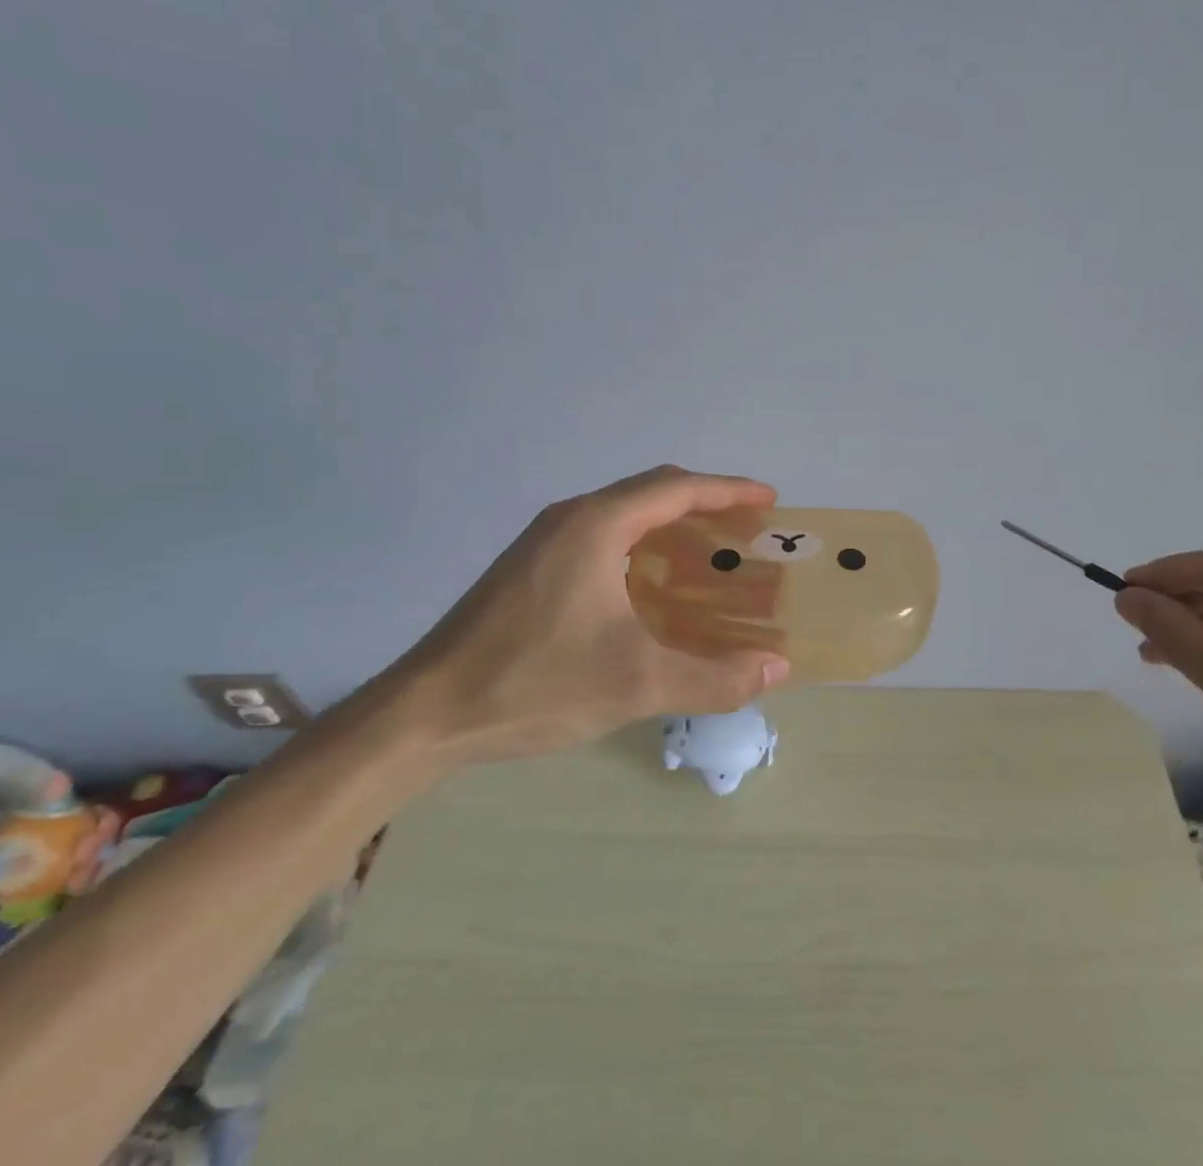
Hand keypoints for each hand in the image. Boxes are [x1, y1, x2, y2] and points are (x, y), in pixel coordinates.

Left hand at [379, 466, 791, 766]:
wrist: (424, 714)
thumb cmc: (534, 683)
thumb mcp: (636, 684)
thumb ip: (713, 678)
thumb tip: (778, 668)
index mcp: (596, 525)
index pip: (677, 488)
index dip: (729, 491)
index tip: (770, 500)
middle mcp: (571, 519)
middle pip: (652, 492)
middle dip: (705, 504)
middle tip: (747, 530)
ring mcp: (544, 541)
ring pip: (623, 514)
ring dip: (671, 525)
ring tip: (709, 555)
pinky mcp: (529, 567)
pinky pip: (602, 537)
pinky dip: (641, 546)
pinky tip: (652, 587)